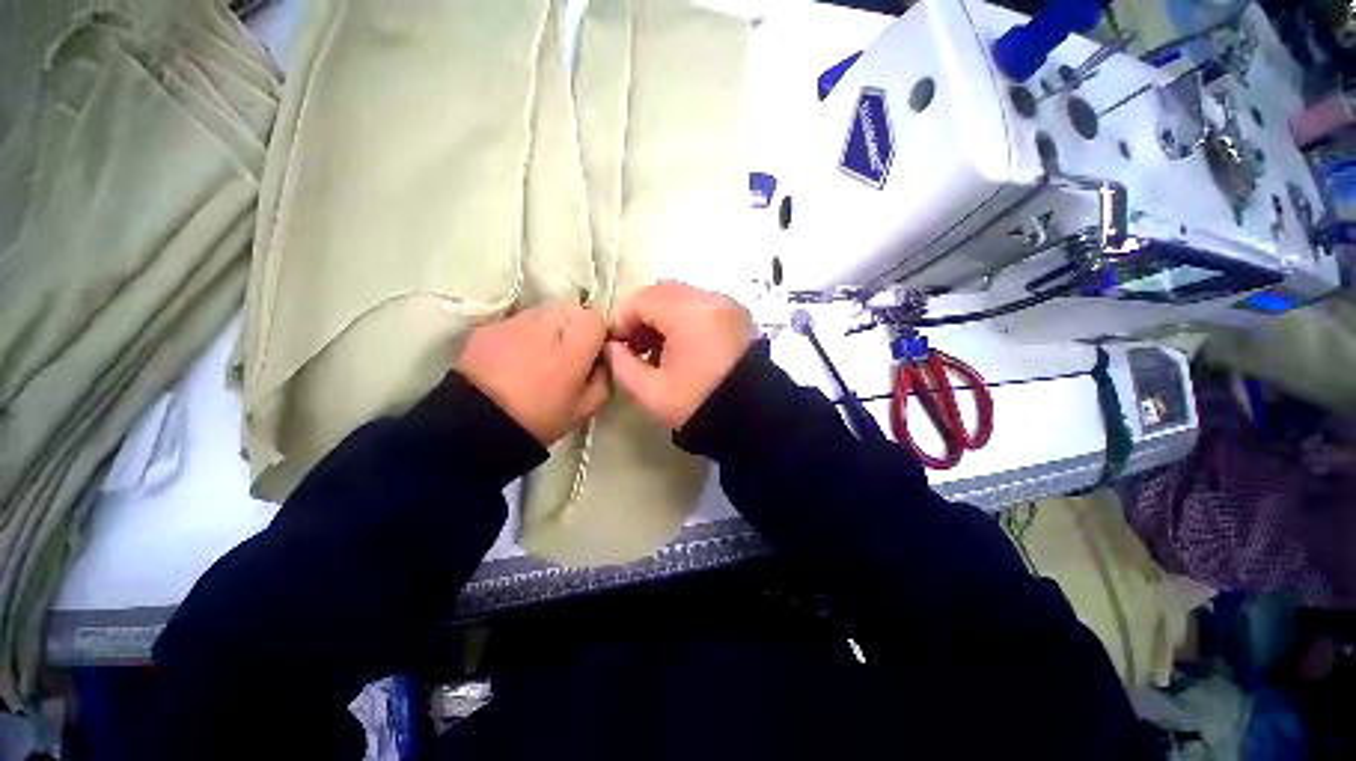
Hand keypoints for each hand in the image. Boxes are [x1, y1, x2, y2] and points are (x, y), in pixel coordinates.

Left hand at [458, 304, 608, 444]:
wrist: (476, 426)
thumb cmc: (539, 419)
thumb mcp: (585, 407)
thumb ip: (604, 377)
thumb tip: (604, 358)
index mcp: (571, 349)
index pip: (595, 316)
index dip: (597, 332)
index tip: (592, 351)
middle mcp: (543, 326)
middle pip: (571, 308)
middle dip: (574, 325)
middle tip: (567, 353)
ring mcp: (513, 322)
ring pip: (544, 311)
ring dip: (549, 326)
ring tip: (539, 355)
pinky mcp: (489, 326)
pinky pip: (518, 321)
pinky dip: (523, 333)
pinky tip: (515, 357)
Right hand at [606, 280, 754, 428]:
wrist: (753, 419)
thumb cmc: (699, 405)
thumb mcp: (651, 392)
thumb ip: (621, 365)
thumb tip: (612, 348)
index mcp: (689, 314)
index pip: (642, 299)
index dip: (621, 320)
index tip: (616, 346)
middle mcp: (711, 299)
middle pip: (662, 292)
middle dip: (642, 316)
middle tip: (635, 347)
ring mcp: (729, 305)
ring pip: (682, 297)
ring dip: (663, 317)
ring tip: (658, 350)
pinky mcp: (738, 316)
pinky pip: (702, 306)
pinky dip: (685, 319)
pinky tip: (682, 347)